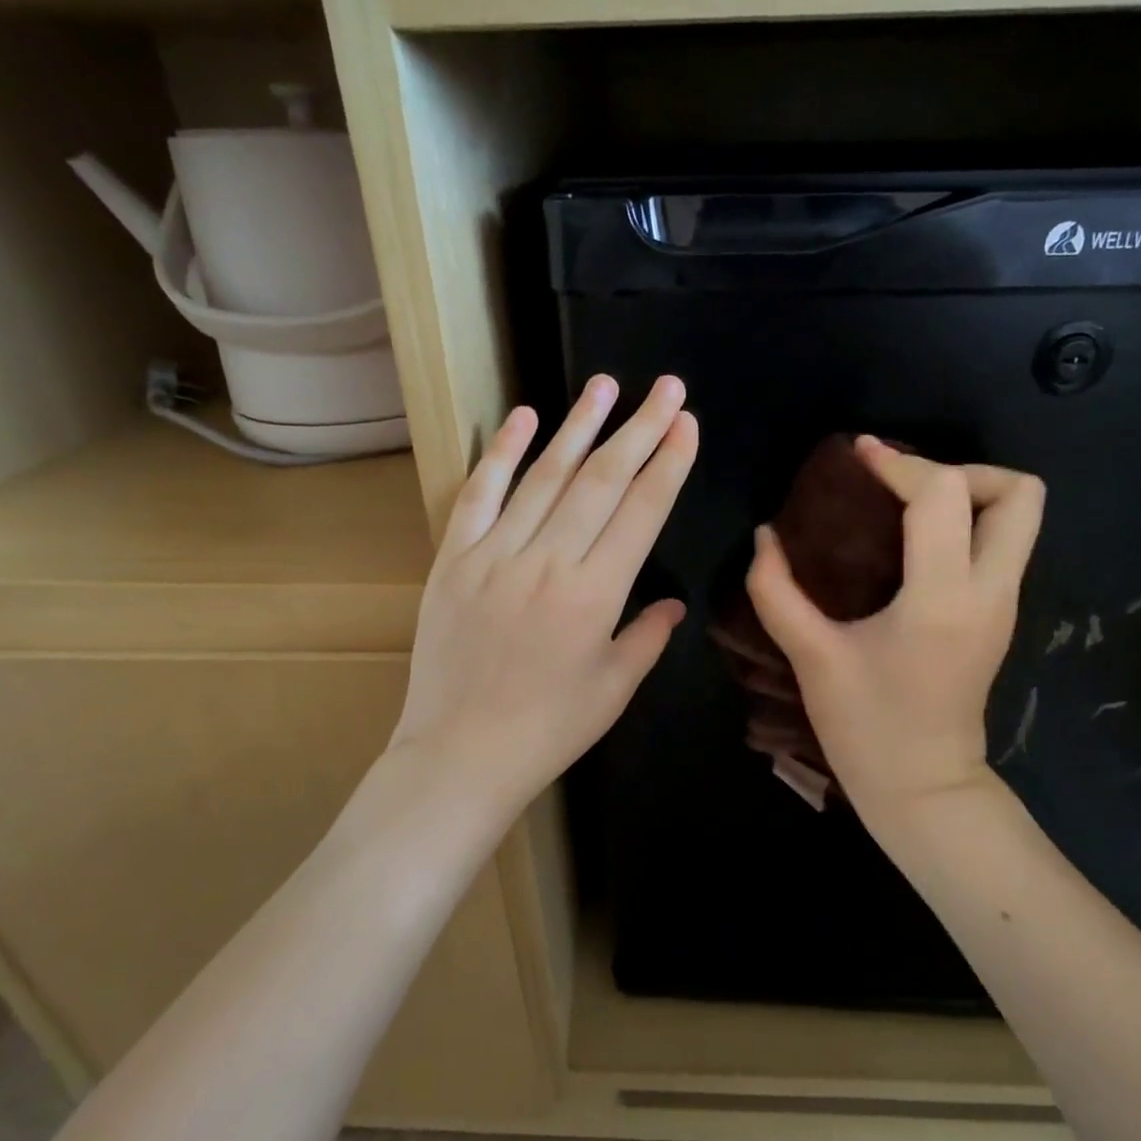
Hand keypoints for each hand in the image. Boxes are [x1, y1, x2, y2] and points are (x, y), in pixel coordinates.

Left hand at [388, 374, 698, 819]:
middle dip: (640, 429)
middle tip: (665, 387)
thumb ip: (647, 637)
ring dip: (578, 426)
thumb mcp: (614, 688)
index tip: (686, 423)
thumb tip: (673, 604)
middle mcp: (548, 562)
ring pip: (544, 477)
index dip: (668, 464)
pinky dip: (502, 454)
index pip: (641, 512)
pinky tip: (524, 417)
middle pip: (601, 481)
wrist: (460, 754)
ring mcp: (495, 555)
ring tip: (605, 386)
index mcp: (595, 594)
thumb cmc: (548, 729)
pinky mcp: (454, 560)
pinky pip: (479, 496)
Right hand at [746, 436, 1043, 819]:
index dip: (899, 464)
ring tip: (907, 509)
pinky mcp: (1000, 616)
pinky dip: (966, 525)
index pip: (943, 495)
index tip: (859, 458)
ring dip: (969, 495)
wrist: (923, 788)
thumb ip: (777, 591)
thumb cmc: (866, 727)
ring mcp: (1004, 604)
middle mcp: (990, 591)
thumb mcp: (812, 657)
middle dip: (962, 471)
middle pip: (1019, 493)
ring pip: (1021, 517)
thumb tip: (765, 536)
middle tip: (903, 488)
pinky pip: (1001, 544)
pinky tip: (912, 544)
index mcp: (942, 598)